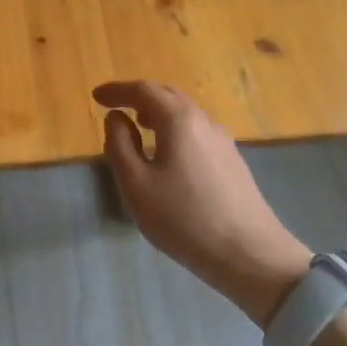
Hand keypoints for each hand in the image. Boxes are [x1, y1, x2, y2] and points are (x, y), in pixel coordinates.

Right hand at [93, 81, 313, 326]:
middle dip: (139, 96)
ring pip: (185, 113)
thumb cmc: (184, 218)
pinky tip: (168, 151)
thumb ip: (120, 145)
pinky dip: (174, 128)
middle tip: (115, 106)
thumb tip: (116, 118)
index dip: (117, 91)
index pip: (143, 91)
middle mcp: (204, 121)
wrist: (250, 254)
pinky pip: (196, 130)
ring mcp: (223, 141)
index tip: (96, 96)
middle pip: (168, 96)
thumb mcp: (136, 184)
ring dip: (158, 112)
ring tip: (139, 124)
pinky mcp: (232, 161)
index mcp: (179, 120)